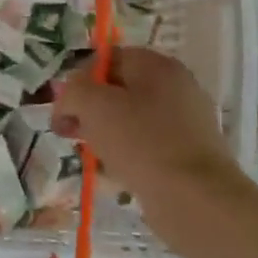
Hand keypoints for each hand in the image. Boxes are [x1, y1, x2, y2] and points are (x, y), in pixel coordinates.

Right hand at [53, 48, 249, 246]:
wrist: (195, 198)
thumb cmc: (141, 143)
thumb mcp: (94, 106)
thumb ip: (73, 92)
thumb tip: (68, 99)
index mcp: (156, 65)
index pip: (106, 58)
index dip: (78, 80)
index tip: (62, 109)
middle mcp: (176, 86)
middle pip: (119, 89)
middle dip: (88, 109)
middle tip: (68, 132)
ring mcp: (186, 121)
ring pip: (131, 119)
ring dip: (105, 134)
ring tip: (90, 157)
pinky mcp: (188, 153)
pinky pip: (147, 145)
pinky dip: (127, 154)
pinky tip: (114, 174)